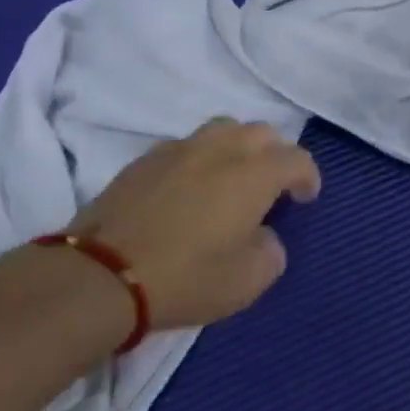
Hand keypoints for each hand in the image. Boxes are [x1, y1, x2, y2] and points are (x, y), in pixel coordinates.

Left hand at [72, 118, 321, 330]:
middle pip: (261, 132)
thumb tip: (263, 236)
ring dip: (238, 148)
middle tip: (271, 187)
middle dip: (275, 154)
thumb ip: (270, 251)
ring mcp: (180, 148)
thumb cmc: (186, 277)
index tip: (305, 198)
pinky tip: (190, 187)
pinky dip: (201, 158)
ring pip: (223, 129)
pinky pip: (187, 145)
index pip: (296, 158)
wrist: (101, 274)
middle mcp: (221, 149)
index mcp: (254, 173)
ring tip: (232, 178)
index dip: (308, 176)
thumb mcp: (247, 281)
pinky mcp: (145, 158)